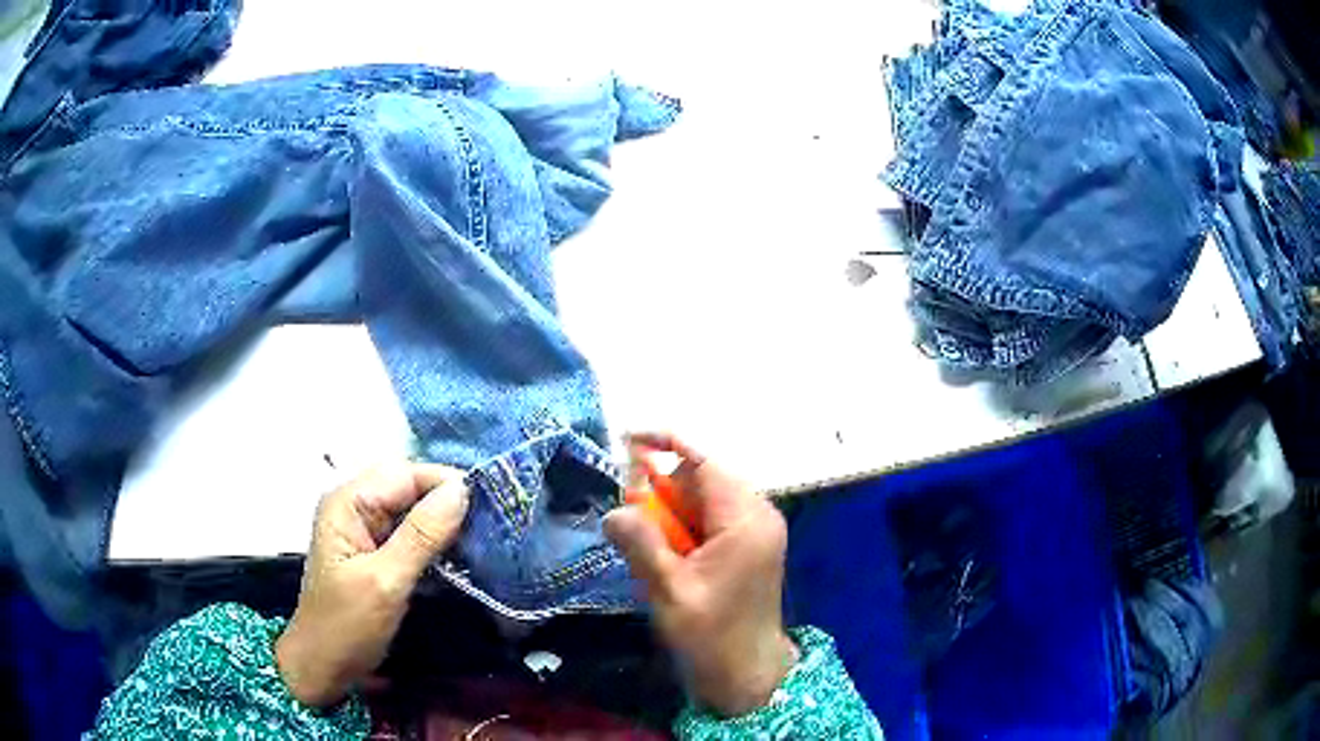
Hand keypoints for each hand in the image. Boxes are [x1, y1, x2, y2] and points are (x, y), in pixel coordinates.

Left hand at [275, 463, 469, 707]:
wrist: (324, 666)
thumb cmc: (347, 625)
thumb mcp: (386, 581)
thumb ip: (422, 535)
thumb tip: (462, 490)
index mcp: (347, 503)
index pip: (404, 473)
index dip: (445, 484)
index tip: (489, 506)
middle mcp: (354, 506)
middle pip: (409, 487)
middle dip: (447, 502)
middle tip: (489, 525)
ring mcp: (364, 529)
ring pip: (412, 510)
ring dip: (444, 524)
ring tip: (481, 540)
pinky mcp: (375, 551)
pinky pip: (410, 533)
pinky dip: (435, 542)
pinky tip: (458, 556)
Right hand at [604, 433, 796, 716]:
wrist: (748, 673)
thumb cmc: (711, 635)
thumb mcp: (669, 590)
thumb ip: (641, 543)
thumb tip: (614, 511)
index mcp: (745, 520)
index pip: (704, 462)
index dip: (665, 444)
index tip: (626, 440)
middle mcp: (759, 514)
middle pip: (705, 478)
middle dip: (663, 487)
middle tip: (629, 511)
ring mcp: (759, 530)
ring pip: (708, 497)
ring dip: (673, 508)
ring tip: (648, 537)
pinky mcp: (753, 545)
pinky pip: (714, 517)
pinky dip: (687, 524)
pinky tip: (670, 551)